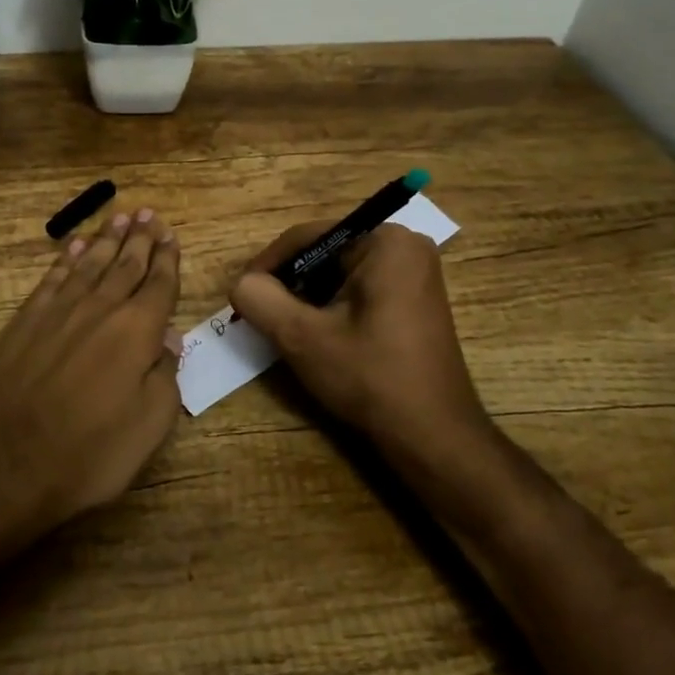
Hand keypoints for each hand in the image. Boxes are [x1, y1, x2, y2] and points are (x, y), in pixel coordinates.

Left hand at [0, 208, 183, 541]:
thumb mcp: (148, 429)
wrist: (1, 465)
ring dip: (106, 240)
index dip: (167, 259)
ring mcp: (57, 312)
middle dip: (139, 239)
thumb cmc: (86, 455)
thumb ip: (165, 377)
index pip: (159, 285)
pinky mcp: (24, 321)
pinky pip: (51, 279)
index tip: (170, 235)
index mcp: (136, 333)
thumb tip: (168, 338)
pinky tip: (73, 247)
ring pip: (89, 264)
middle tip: (148, 214)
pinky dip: (65, 260)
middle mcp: (99, 310)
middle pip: (125, 265)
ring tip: (118, 217)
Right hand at [229, 221, 487, 454]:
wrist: (433, 436)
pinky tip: (318, 339)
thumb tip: (241, 284)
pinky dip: (333, 309)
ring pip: (339, 275)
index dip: (267, 265)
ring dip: (308, 299)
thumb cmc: (370, 377)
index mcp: (385, 242)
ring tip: (285, 331)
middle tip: (262, 317)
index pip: (308, 238)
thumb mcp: (302, 336)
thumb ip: (260, 299)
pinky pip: (359, 290)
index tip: (242, 296)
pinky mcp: (414, 301)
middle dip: (289, 285)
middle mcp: (405, 247)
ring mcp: (415, 274)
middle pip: (324, 255)